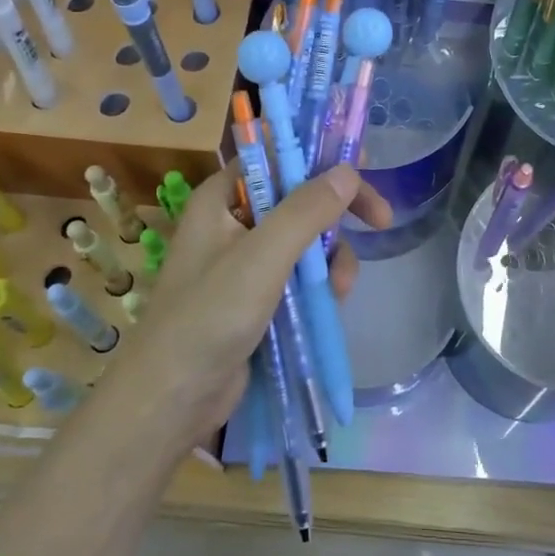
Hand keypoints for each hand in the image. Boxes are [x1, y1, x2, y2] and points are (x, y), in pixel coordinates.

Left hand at [114, 164, 390, 448]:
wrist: (173, 399)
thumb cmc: (209, 316)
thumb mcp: (262, 257)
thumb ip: (306, 211)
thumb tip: (348, 171)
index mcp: (220, 201)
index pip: (274, 159)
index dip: (317, 156)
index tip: (361, 164)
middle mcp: (232, 224)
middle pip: (298, 199)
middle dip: (337, 213)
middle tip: (381, 219)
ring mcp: (246, 264)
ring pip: (306, 240)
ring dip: (332, 257)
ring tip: (342, 287)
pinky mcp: (258, 298)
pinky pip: (300, 276)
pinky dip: (321, 284)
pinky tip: (332, 302)